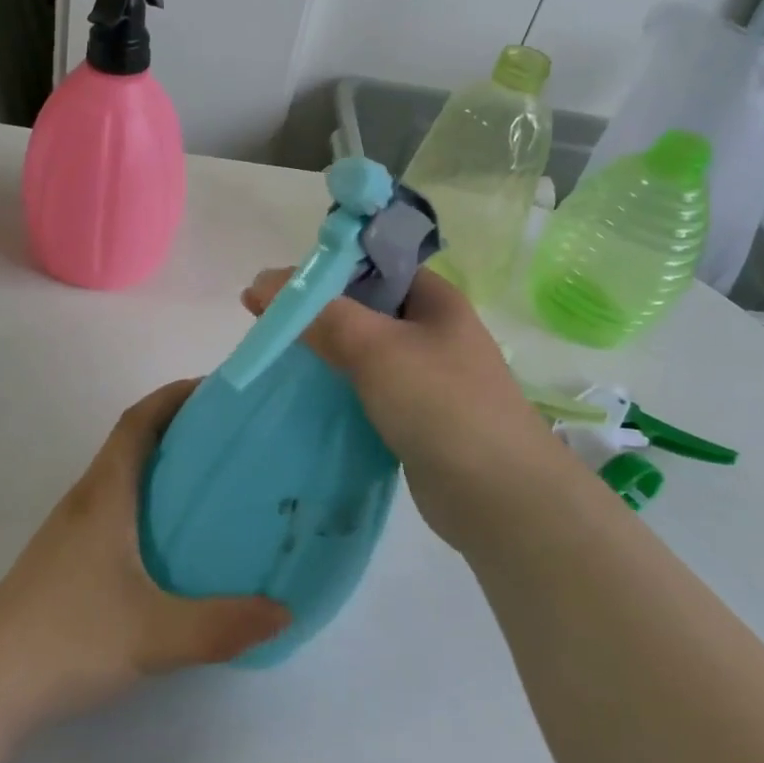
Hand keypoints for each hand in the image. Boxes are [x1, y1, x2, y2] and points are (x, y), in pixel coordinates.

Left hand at [0, 381, 289, 736]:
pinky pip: (113, 505)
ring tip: (209, 479)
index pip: (138, 421)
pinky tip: (169, 538)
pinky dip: (145, 498)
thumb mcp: (154, 635)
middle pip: (131, 440)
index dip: (174, 396)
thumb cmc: (68, 639)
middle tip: (229, 434)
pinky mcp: (64, 558)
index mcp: (104, 495)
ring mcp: (69, 530)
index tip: (215, 389)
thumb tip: (284, 612)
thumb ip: (221, 626)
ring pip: (120, 474)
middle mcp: (85, 500)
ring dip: (159, 461)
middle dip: (177, 425)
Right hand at [242, 267, 565, 550]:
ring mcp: (426, 375)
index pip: (370, 264)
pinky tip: (307, 393)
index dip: (322, 268)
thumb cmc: (441, 404)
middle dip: (315, 310)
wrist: (500, 498)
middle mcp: (432, 329)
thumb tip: (263, 282)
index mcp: (434, 298)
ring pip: (363, 349)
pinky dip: (337, 386)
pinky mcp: (415, 415)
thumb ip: (320, 314)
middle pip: (363, 306)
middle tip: (263, 321)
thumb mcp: (377, 348)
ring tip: (275, 355)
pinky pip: (367, 387)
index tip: (275, 286)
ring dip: (324, 349)